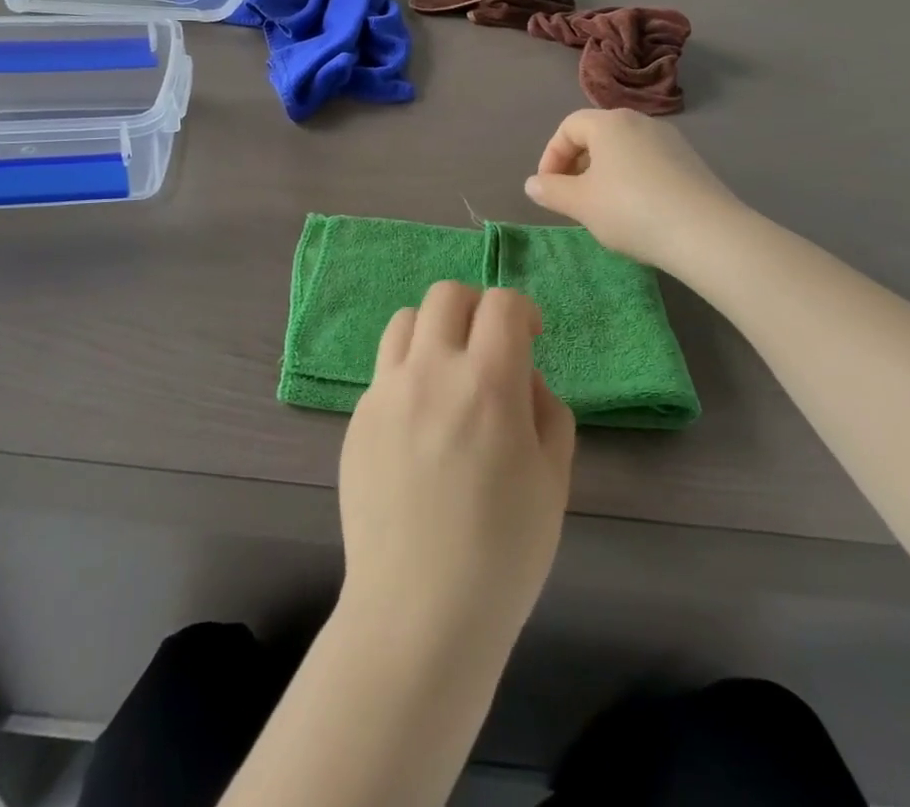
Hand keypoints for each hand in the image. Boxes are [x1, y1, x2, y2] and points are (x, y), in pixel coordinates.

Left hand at [338, 283, 574, 653]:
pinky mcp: (357, 418)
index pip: (502, 304)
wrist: (418, 613)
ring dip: (434, 331)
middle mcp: (430, 371)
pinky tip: (419, 423)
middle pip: (446, 295)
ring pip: (405, 320)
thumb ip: (547, 410)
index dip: (522, 310)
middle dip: (476, 307)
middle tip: (489, 346)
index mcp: (487, 383)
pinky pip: (384, 370)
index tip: (531, 336)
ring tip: (448, 372)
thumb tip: (522, 378)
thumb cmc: (502, 553)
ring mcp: (386, 392)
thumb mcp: (552, 480)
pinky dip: (408, 373)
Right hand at [524, 108, 744, 271]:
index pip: (568, 127)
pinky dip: (632, 180)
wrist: (706, 233)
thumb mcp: (581, 204)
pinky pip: (648, 162)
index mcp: (609, 123)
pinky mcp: (690, 161)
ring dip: (604, 173)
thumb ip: (551, 191)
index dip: (551, 156)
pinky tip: (636, 211)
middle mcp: (640, 121)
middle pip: (597, 135)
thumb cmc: (631, 210)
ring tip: (602, 208)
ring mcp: (670, 140)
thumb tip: (533, 183)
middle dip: (577, 165)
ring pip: (623, 150)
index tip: (549, 189)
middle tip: (572, 198)